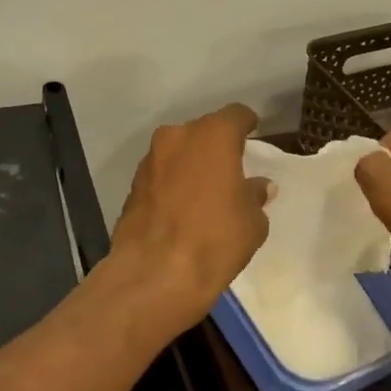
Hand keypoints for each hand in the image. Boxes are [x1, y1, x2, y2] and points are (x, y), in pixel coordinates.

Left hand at [108, 103, 273, 330]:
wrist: (154, 275)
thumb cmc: (215, 240)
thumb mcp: (252, 222)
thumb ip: (255, 195)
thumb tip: (258, 186)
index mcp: (212, 136)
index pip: (236, 115)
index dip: (247, 123)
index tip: (254, 134)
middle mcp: (177, 137)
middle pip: (204, 131)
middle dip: (217, 146)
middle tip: (232, 168)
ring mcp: (150, 159)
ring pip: (179, 151)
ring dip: (192, 164)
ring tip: (206, 191)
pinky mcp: (132, 184)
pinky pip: (162, 174)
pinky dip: (173, 182)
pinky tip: (183, 207)